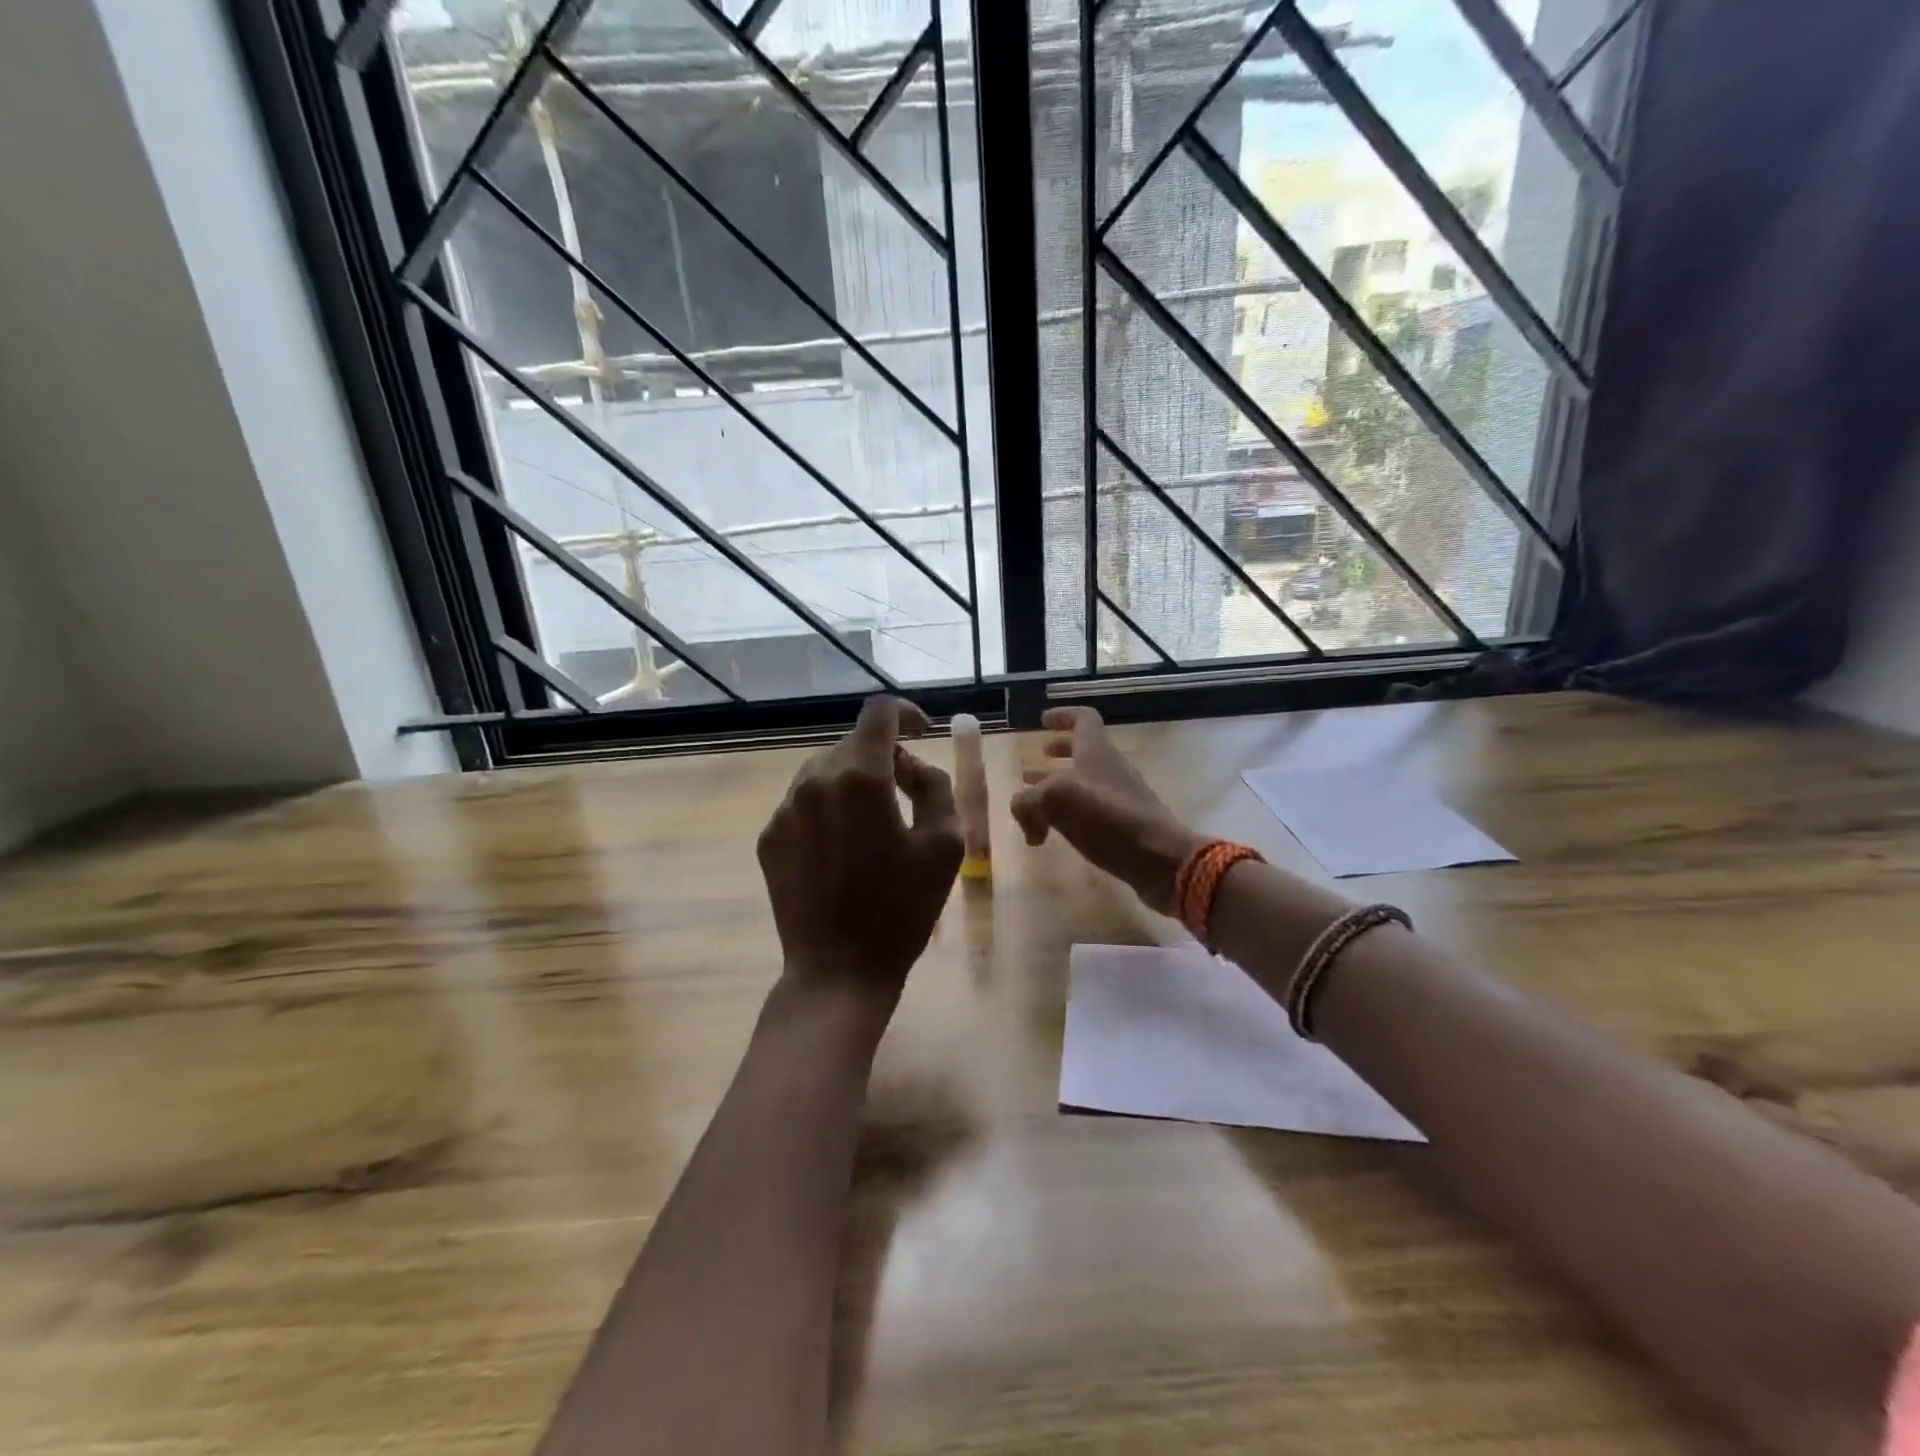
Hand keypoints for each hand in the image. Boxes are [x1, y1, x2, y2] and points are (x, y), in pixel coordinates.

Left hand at [757, 696, 963, 1014]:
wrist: (838, 970)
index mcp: (861, 777)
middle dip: (883, 757)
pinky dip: (827, 808)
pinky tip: (843, 848)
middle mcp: (814, 780)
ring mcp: (785, 809)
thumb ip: (935, 786)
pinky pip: (803, 802)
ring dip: (852, 781)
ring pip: (824, 770)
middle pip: (852, 743)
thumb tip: (910, 766)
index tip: (923, 732)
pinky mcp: (769, 837)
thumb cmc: (902, 909)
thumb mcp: (945, 845)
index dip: (906, 713)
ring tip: (874, 823)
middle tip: (907, 794)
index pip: (879, 712)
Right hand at [1010, 706, 1203, 916]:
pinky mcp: (1126, 826)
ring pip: (1085, 783)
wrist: (1160, 860)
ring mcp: (1121, 798)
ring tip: (1036, 804)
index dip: (1062, 716)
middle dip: (1056, 755)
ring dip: (1059, 789)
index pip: (1083, 719)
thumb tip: (1027, 820)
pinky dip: (1071, 815)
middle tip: (1033, 765)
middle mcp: (1111, 769)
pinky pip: (1092, 812)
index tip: (1043, 720)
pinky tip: (1056, 833)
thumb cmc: (1108, 819)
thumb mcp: (1055, 802)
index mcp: (1096, 752)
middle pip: (1083, 751)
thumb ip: (1028, 802)